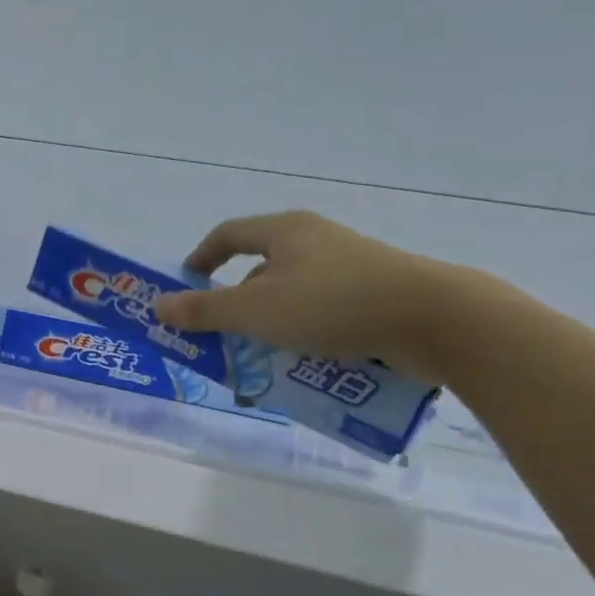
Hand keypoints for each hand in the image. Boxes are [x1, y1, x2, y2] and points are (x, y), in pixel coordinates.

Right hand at [153, 211, 459, 381]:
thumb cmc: (332, 304)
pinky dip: (305, 334)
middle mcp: (316, 240)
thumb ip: (204, 310)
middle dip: (237, 303)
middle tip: (222, 334)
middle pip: (260, 267)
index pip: (228, 234)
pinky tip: (305, 364)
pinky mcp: (377, 294)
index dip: (202, 257)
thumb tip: (158, 305)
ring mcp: (351, 266)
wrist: (436, 319)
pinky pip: (325, 312)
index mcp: (285, 231)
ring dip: (271, 324)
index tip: (186, 283)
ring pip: (293, 294)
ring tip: (261, 358)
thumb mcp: (255, 311)